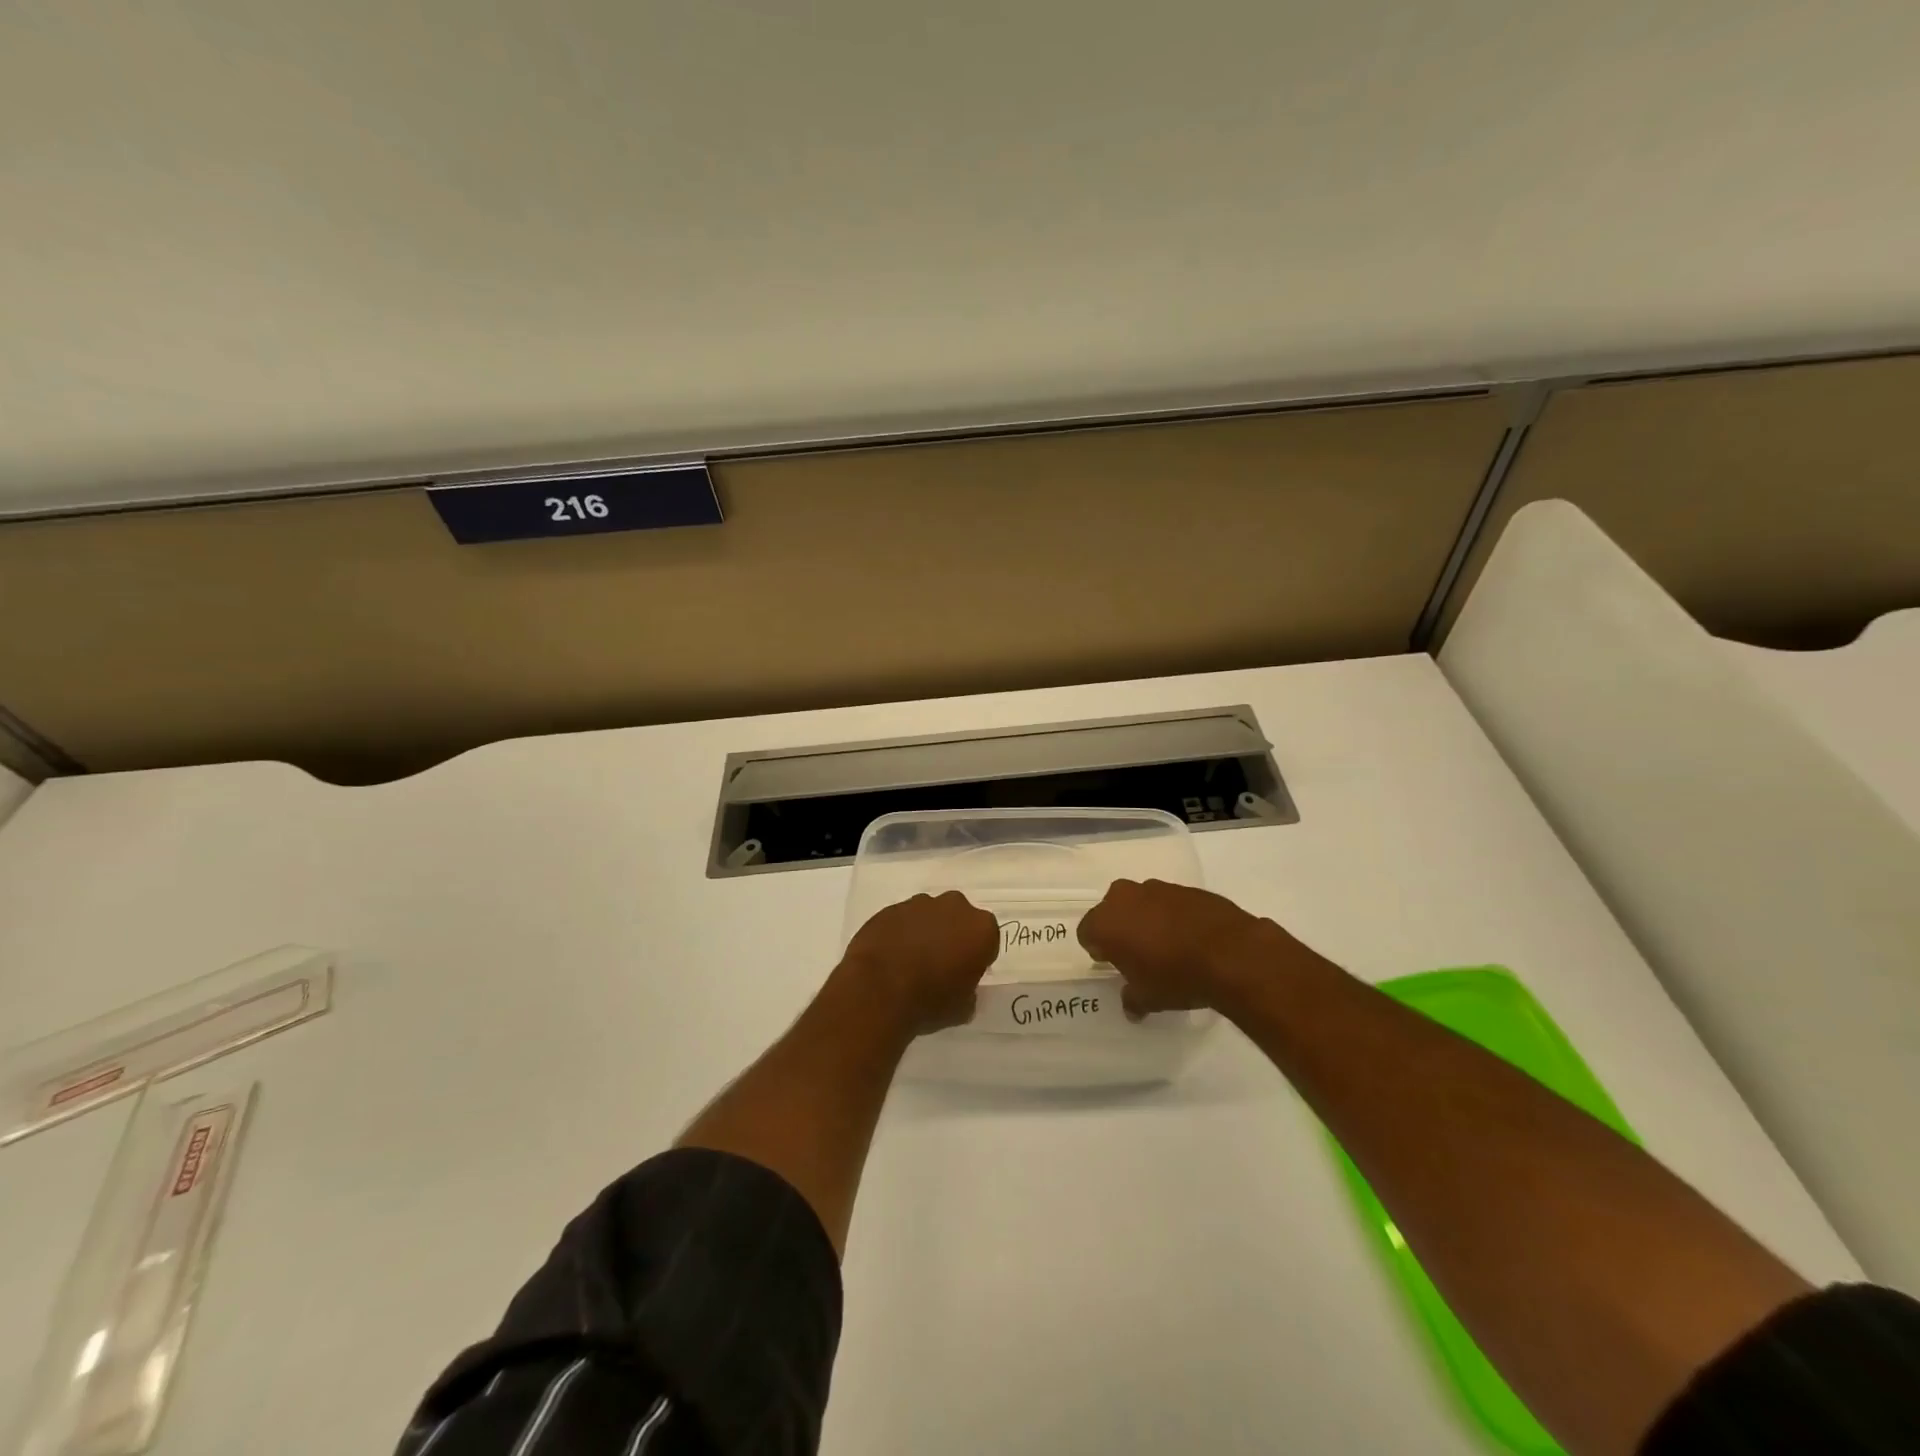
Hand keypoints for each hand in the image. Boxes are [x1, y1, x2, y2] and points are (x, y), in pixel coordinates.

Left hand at [839, 891, 999, 1036]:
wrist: (878, 990)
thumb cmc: (930, 1001)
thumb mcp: (962, 1009)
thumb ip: (969, 992)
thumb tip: (963, 990)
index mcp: (981, 928)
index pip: (987, 940)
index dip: (977, 957)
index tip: (965, 974)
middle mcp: (954, 907)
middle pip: (959, 919)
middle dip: (953, 936)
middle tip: (941, 964)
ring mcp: (919, 904)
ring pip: (930, 915)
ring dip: (926, 932)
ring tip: (912, 961)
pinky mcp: (890, 908)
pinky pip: (903, 920)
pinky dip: (901, 933)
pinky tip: (891, 956)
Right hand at [1078, 878, 1290, 1017]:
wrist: (1231, 953)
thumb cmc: (1176, 977)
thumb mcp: (1148, 998)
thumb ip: (1132, 999)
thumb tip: (1131, 1007)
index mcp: (1106, 922)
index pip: (1087, 933)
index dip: (1098, 950)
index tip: (1112, 965)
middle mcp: (1125, 897)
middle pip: (1111, 911)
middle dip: (1120, 929)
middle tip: (1135, 954)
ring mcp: (1157, 888)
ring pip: (1140, 903)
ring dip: (1146, 919)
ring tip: (1165, 945)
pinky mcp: (1186, 888)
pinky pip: (1168, 902)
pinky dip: (1172, 916)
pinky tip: (1188, 937)